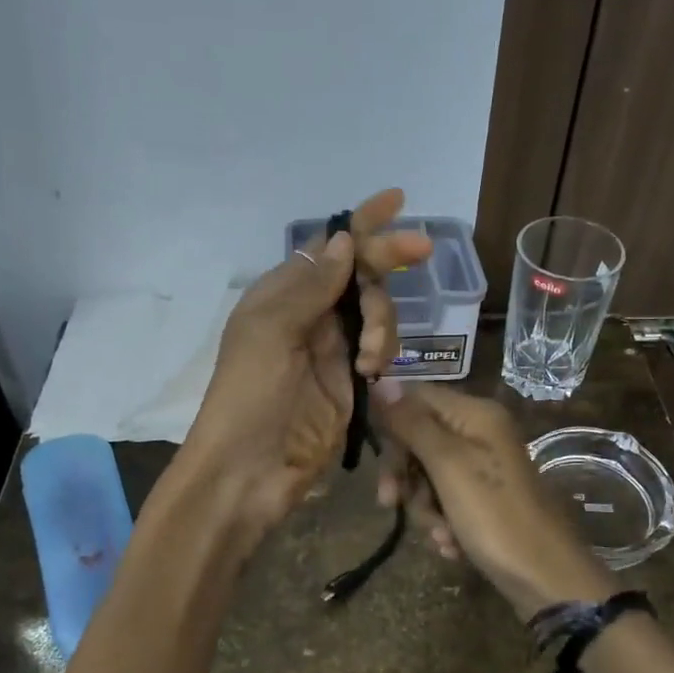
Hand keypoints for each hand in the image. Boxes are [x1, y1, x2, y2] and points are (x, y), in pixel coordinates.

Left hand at [179, 189, 432, 548]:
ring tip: (369, 359)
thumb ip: (312, 286)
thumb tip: (343, 240)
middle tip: (424, 250)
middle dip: (388, 261)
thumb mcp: (272, 332)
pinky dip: (384, 352)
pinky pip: (380, 349)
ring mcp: (331, 349)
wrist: (250, 471)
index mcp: (281, 294)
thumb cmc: (250, 396)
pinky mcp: (350, 381)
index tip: (397, 200)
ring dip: (382, 323)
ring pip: (376, 311)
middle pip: (359, 274)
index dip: (361, 224)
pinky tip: (374, 373)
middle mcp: (308, 314)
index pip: (327, 248)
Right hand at [372, 382, 614, 620]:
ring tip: (441, 534)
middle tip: (391, 503)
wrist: (545, 578)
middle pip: (419, 438)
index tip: (380, 463)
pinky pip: (446, 500)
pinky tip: (451, 545)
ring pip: (428, 475)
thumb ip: (413, 423)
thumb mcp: (448, 465)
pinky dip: (443, 522)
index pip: (415, 398)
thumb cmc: (495, 515)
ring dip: (425, 507)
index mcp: (475, 414)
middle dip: (406, 475)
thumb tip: (383, 381)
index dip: (392, 426)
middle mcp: (480, 433)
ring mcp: (483, 468)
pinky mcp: (484, 500)